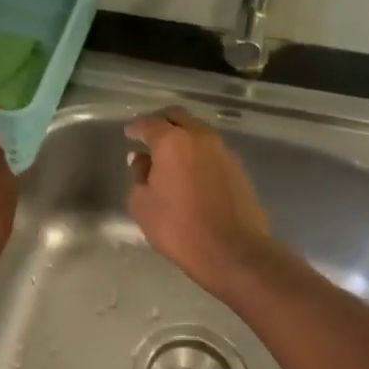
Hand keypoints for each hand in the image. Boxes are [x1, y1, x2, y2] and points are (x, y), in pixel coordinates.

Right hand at [126, 106, 273, 295]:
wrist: (232, 251)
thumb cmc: (178, 228)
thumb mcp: (142, 204)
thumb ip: (139, 175)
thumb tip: (142, 160)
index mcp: (173, 142)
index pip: (149, 123)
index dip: (136, 127)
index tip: (129, 134)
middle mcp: (201, 138)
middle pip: (178, 118)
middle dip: (161, 123)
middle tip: (149, 138)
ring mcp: (224, 151)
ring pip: (198, 132)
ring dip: (182, 138)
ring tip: (170, 158)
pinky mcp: (238, 168)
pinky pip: (212, 151)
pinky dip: (198, 154)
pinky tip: (190, 173)